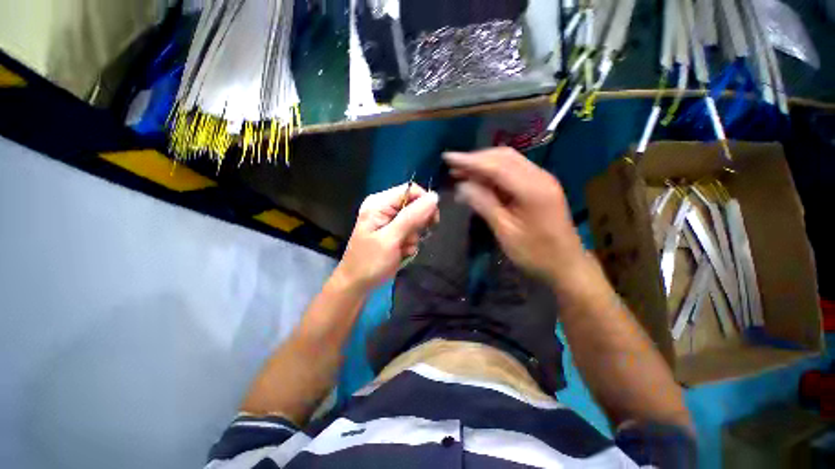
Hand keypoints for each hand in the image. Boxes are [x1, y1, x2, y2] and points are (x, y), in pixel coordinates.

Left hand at [335, 183, 438, 289]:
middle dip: (418, 225)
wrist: (357, 284)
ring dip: (413, 237)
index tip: (432, 222)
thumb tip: (434, 197)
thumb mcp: (391, 239)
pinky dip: (410, 243)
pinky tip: (401, 252)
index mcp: (380, 203)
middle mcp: (384, 207)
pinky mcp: (393, 232)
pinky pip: (411, 232)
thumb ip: (412, 217)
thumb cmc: (370, 262)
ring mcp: (388, 220)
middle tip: (410, 239)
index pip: (411, 190)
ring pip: (415, 221)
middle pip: (415, 205)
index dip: (425, 203)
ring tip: (402, 249)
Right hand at [444, 147, 584, 283]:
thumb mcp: (505, 231)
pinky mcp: (540, 186)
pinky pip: (513, 172)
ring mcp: (542, 179)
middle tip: (452, 167)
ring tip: (461, 173)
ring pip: (508, 162)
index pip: (496, 166)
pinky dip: (494, 173)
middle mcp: (539, 176)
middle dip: (476, 160)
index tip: (447, 157)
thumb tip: (462, 186)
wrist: (567, 265)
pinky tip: (480, 181)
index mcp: (532, 189)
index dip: (470, 161)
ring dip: (484, 165)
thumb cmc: (535, 253)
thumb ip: (484, 204)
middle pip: (503, 157)